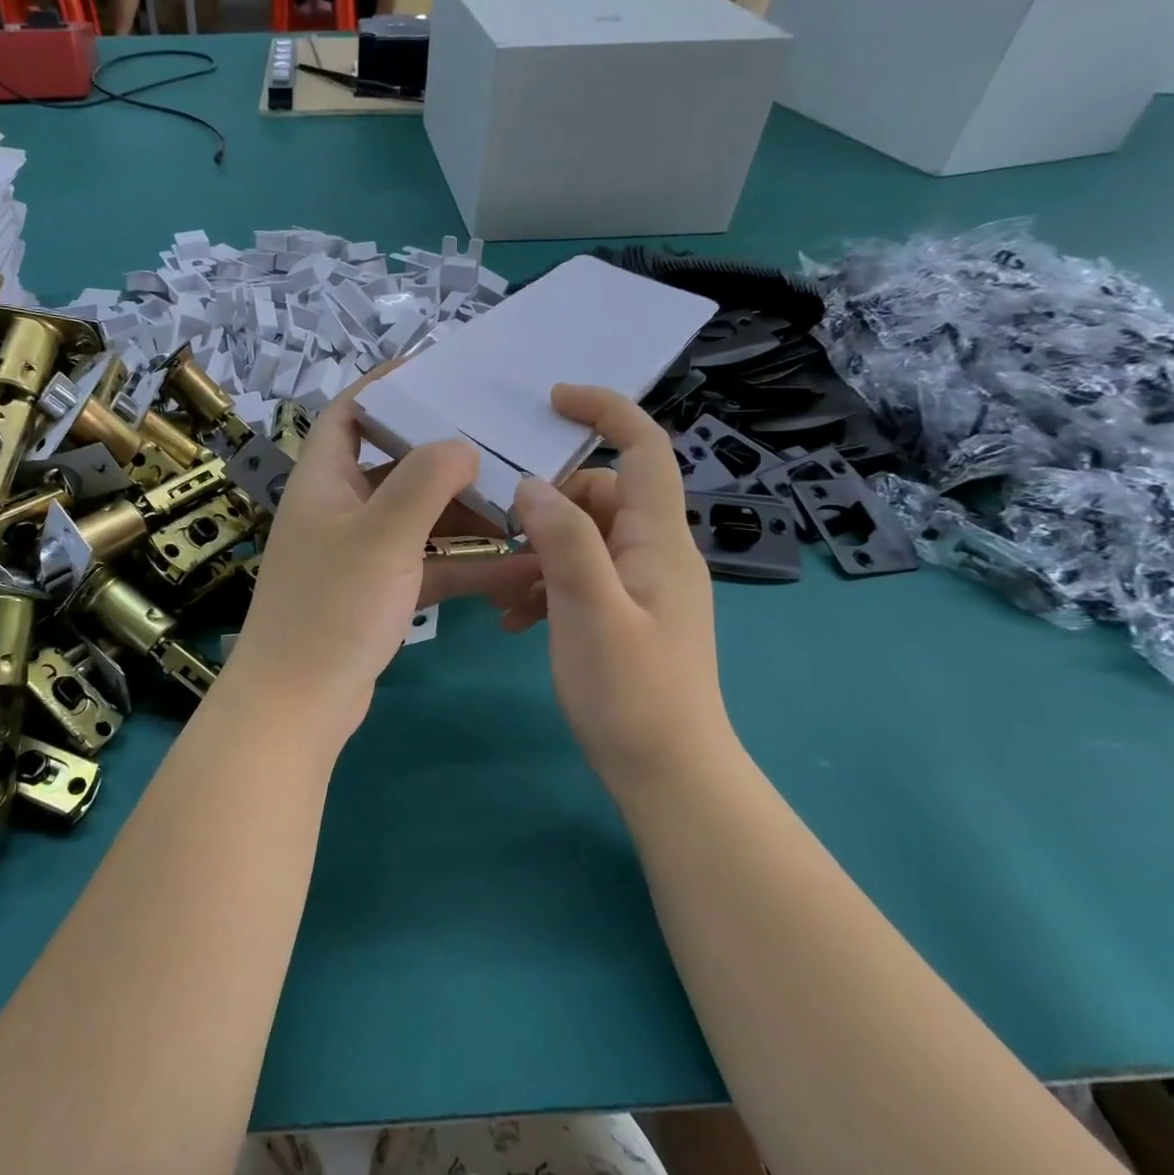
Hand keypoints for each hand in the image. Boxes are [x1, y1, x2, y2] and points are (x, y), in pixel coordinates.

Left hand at [224, 380, 485, 739]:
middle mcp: (338, 509)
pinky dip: (464, 562)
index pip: (349, 413)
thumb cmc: (332, 608)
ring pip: (416, 517)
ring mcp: (357, 553)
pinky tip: (519, 565)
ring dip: (463, 513)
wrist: (299, 706)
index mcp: (324, 481)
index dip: (387, 386)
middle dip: (443, 454)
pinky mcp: (376, 592)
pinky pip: (426, 563)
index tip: (439, 371)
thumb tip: (459, 443)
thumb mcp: (382, 536)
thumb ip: (423, 483)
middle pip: (392, 463)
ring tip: (521, 501)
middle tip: (500, 440)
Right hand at [507, 385, 735, 786]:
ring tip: (505, 591)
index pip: (645, 448)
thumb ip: (565, 540)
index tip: (552, 400)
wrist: (668, 774)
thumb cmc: (632, 693)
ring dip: (542, 550)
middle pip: (603, 493)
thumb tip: (532, 484)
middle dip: (551, 504)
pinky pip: (583, 574)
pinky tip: (516, 620)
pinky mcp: (627, 612)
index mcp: (659, 540)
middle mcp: (657, 552)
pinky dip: (547, 583)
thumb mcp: (590, 611)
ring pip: (585, 536)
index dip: (605, 411)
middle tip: (504, 534)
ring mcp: (643, 585)